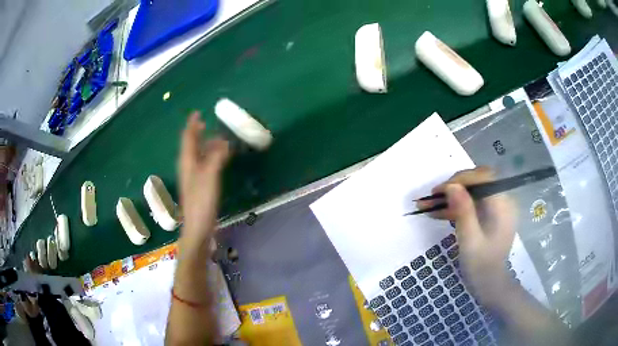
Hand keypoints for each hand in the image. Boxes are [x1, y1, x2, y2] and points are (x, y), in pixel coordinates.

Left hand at [178, 112, 229, 249]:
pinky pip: (205, 165)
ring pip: (198, 155)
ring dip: (206, 145)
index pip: (188, 138)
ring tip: (218, 139)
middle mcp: (188, 167)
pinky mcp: (200, 186)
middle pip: (191, 146)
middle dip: (198, 134)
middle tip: (207, 124)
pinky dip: (211, 157)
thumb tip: (223, 141)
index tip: (197, 113)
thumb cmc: (201, 201)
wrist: (198, 228)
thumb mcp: (209, 176)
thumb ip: (216, 157)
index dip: (192, 125)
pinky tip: (220, 159)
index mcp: (186, 162)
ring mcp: (193, 177)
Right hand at [418, 166, 517, 306]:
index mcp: (503, 205)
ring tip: (428, 205)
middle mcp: (503, 201)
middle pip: (477, 181)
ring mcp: (496, 207)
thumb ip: (463, 212)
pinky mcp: (490, 214)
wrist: (490, 284)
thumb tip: (452, 185)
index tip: (439, 191)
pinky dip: (456, 207)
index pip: (483, 177)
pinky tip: (438, 213)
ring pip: (472, 192)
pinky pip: (472, 203)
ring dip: (451, 197)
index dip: (461, 179)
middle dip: (454, 186)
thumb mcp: (470, 241)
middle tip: (432, 197)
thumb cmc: (481, 266)